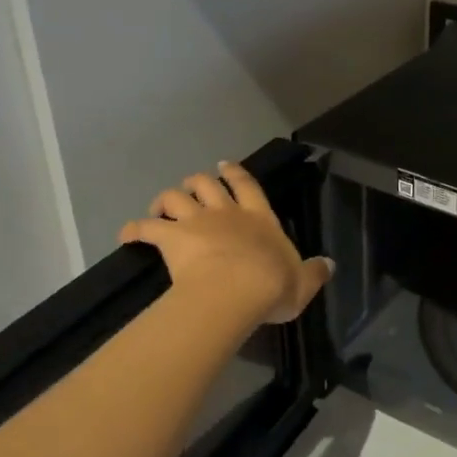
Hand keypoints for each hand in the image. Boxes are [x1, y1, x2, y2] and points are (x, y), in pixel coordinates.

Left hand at [120, 161, 332, 323]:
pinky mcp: (172, 239)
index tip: (224, 166)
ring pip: (175, 198)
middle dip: (197, 183)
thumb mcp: (303, 283)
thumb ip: (314, 272)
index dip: (235, 173)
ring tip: (161, 207)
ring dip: (165, 200)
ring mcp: (197, 223)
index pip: (247, 186)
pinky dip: (134, 229)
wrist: (237, 290)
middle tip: (191, 190)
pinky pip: (145, 228)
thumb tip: (329, 264)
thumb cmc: (273, 285)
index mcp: (260, 218)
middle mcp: (227, 213)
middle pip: (206, 184)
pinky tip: (127, 235)